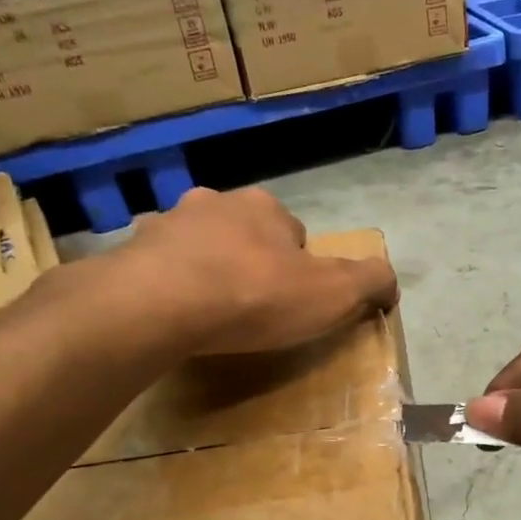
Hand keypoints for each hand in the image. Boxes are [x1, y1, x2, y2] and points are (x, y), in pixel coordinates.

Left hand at [66, 187, 398, 359]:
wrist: (160, 305)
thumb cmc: (255, 295)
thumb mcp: (334, 293)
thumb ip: (370, 282)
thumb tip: (390, 283)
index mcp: (265, 208)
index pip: (294, 234)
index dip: (300, 268)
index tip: (294, 302)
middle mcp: (215, 202)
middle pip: (245, 234)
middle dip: (252, 263)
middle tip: (254, 309)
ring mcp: (166, 225)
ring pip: (199, 246)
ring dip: (208, 270)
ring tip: (211, 314)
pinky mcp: (129, 253)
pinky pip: (158, 268)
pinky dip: (168, 286)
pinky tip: (173, 316)